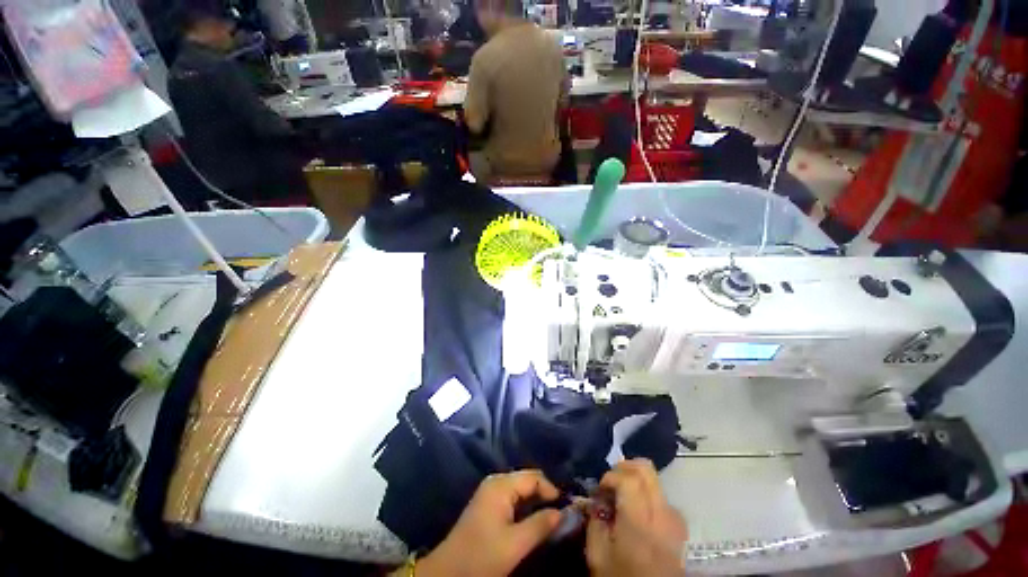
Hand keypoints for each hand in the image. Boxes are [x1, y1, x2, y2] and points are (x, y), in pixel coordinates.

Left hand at [418, 471, 561, 576]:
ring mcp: (489, 491)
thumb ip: (540, 525)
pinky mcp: (487, 502)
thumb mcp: (515, 544)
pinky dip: (524, 504)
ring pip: (520, 487)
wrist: (448, 571)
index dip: (551, 489)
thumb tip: (562, 512)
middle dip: (544, 493)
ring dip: (535, 499)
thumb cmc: (482, 556)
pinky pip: (512, 495)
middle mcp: (495, 481)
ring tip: (549, 516)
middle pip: (527, 479)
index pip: (534, 477)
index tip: (565, 507)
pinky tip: (531, 517)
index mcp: (501, 485)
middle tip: (561, 512)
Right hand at [586, 459, 687, 576]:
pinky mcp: (680, 524)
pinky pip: (660, 494)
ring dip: (633, 478)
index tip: (599, 491)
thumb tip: (595, 500)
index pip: (629, 479)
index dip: (610, 476)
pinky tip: (634, 509)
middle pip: (645, 469)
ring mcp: (674, 518)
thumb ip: (594, 522)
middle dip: (623, 467)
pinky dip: (644, 491)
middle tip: (609, 482)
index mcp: (640, 523)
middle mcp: (662, 514)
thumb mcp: (598, 556)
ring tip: (620, 496)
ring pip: (654, 478)